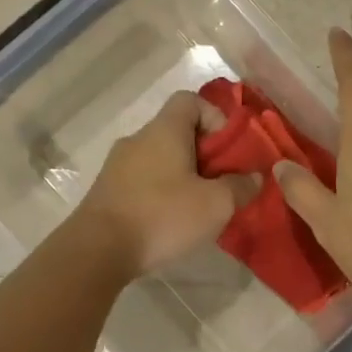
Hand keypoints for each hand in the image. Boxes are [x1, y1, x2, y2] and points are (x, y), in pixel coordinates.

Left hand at [74, 91, 260, 278]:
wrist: (96, 251)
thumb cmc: (162, 216)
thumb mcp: (216, 204)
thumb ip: (241, 187)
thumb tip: (254, 178)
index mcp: (164, 130)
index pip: (190, 100)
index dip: (215, 117)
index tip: (228, 150)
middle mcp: (138, 139)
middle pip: (177, 131)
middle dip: (204, 154)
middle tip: (221, 184)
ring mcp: (117, 165)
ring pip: (159, 158)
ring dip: (182, 175)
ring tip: (198, 207)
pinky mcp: (106, 191)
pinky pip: (142, 180)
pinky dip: (160, 193)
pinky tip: (169, 222)